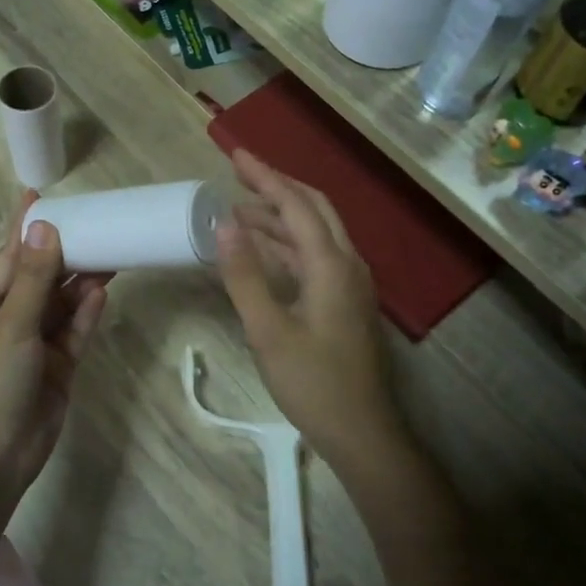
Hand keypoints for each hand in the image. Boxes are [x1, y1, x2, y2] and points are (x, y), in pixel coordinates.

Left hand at [0, 192, 107, 496]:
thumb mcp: (10, 326)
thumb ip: (33, 278)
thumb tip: (44, 229)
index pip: (6, 256)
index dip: (23, 228)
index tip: (37, 195)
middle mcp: (5, 320)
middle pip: (38, 278)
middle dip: (64, 254)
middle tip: (97, 224)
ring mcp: (32, 345)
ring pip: (60, 304)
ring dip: (81, 283)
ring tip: (111, 253)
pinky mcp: (56, 367)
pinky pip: (73, 332)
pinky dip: (86, 314)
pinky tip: (104, 292)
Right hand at [214, 150, 402, 470]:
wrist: (361, 431)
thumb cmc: (313, 383)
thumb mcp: (268, 331)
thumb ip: (245, 276)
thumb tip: (224, 224)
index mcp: (331, 265)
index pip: (296, 204)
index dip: (265, 176)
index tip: (235, 154)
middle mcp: (347, 264)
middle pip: (314, 209)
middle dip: (277, 187)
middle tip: (238, 175)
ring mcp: (349, 283)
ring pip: (315, 233)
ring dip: (280, 217)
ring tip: (239, 211)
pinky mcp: (345, 302)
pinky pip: (315, 256)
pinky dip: (287, 244)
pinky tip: (262, 251)